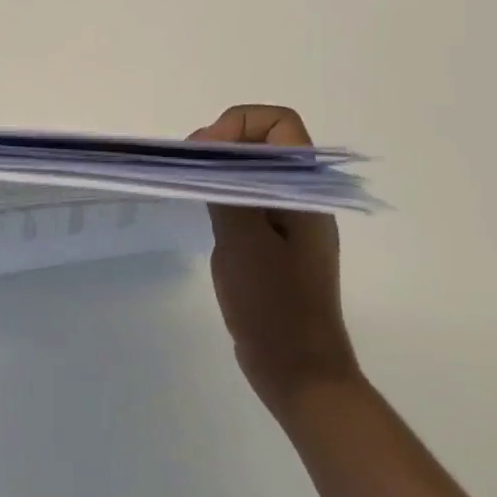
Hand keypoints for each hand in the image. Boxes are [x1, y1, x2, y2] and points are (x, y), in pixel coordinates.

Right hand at [191, 105, 358, 410]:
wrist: (299, 373)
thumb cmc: (274, 306)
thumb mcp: (243, 242)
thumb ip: (226, 189)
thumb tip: (208, 150)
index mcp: (306, 191)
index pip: (282, 124)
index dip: (241, 124)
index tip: (207, 151)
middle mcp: (302, 198)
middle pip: (266, 142)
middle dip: (224, 141)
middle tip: (190, 165)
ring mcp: (289, 221)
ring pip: (254, 170)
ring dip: (221, 168)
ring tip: (190, 185)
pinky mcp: (274, 243)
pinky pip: (249, 199)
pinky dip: (224, 193)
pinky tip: (203, 212)